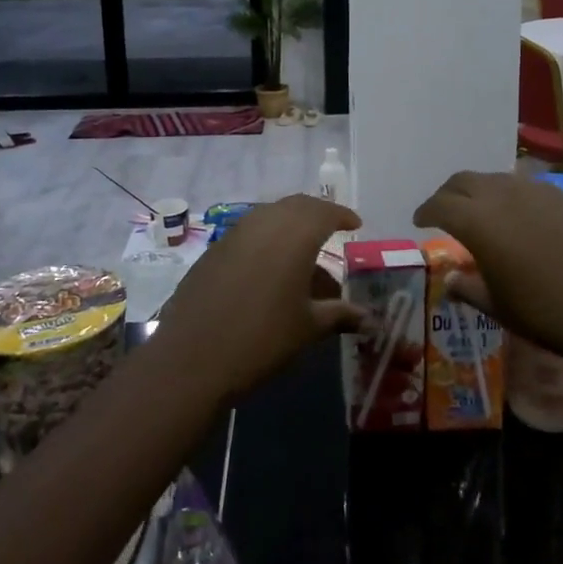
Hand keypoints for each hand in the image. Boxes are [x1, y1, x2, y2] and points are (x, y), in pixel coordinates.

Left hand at [153, 195, 364, 402]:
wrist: (192, 357)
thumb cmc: (262, 339)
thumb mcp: (308, 327)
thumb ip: (340, 315)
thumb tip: (370, 319)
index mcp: (295, 235)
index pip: (324, 212)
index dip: (342, 215)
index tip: (355, 224)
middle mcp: (265, 223)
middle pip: (296, 206)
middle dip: (317, 215)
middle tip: (332, 230)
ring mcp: (235, 233)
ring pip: (270, 216)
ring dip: (290, 225)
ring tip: (303, 253)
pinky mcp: (214, 249)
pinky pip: (249, 232)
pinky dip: (267, 239)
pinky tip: (270, 268)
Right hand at [414, 171, 562, 355]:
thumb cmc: (550, 313)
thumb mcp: (500, 308)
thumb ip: (470, 288)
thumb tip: (451, 278)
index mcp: (477, 221)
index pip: (439, 204)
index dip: (425, 211)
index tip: (419, 221)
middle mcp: (500, 195)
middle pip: (463, 181)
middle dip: (448, 194)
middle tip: (443, 213)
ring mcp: (534, 192)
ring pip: (493, 179)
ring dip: (477, 191)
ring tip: (477, 214)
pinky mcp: (561, 198)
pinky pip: (520, 186)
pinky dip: (506, 195)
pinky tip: (515, 217)